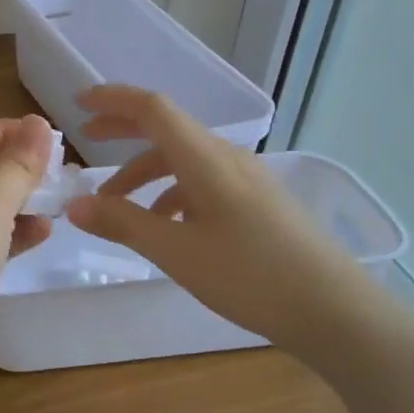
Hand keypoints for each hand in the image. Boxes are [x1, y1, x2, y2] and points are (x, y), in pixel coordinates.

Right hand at [64, 85, 385, 366]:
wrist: (338, 313)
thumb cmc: (252, 276)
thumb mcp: (177, 252)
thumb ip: (123, 223)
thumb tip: (75, 206)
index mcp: (205, 158)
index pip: (152, 108)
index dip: (113, 99)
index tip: (78, 103)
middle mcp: (226, 158)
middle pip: (166, 129)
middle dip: (123, 129)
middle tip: (87, 138)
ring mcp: (246, 179)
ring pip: (183, 160)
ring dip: (144, 174)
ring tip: (117, 207)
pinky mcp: (258, 202)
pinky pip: (203, 182)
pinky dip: (171, 193)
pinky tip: (166, 227)